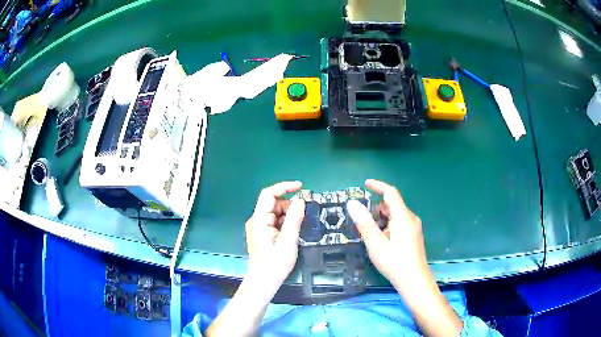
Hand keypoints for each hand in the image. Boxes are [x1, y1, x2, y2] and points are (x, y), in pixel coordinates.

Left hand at [245, 181, 305, 286]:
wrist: (264, 281)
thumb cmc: (275, 263)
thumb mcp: (288, 241)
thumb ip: (294, 219)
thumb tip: (300, 200)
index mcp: (259, 219)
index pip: (268, 194)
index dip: (284, 187)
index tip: (301, 187)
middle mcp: (257, 220)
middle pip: (273, 203)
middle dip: (289, 205)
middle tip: (304, 215)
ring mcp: (259, 227)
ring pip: (275, 212)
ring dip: (289, 215)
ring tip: (299, 227)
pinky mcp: (263, 234)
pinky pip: (275, 221)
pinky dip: (285, 223)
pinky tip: (293, 232)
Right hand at [347, 179, 427, 287]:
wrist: (415, 281)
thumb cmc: (395, 262)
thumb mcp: (376, 244)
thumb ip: (364, 223)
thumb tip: (352, 203)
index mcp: (403, 217)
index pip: (391, 193)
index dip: (378, 186)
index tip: (365, 184)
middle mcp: (411, 218)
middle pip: (393, 205)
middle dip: (377, 208)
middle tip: (363, 221)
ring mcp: (414, 227)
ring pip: (396, 215)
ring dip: (382, 219)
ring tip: (371, 235)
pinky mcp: (414, 236)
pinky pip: (400, 223)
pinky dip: (389, 226)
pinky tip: (382, 242)